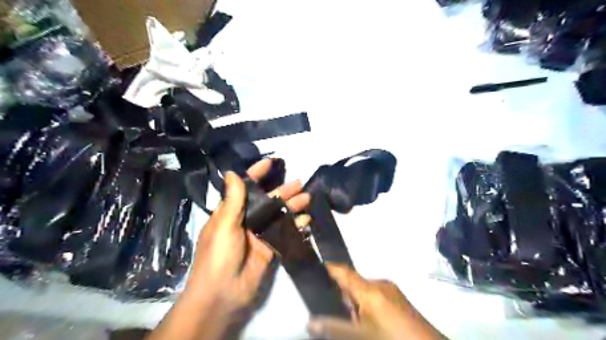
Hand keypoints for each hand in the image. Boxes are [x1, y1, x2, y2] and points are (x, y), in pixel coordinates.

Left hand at [186, 159, 309, 316]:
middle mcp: (247, 221)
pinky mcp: (271, 248)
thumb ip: (233, 200)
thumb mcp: (223, 224)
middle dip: (282, 191)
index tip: (270, 162)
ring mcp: (260, 235)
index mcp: (231, 213)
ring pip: (279, 215)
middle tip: (299, 182)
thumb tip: (231, 173)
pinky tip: (305, 219)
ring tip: (307, 197)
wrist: (223, 293)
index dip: (256, 174)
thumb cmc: (218, 255)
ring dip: (292, 206)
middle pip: (267, 201)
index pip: (245, 188)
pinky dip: (295, 225)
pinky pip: (285, 233)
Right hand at [309, 265, 445, 339]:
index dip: (329, 268)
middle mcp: (381, 284)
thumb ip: (334, 327)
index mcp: (370, 289)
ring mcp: (392, 292)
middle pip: (353, 283)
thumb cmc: (391, 339)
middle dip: (342, 295)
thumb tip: (310, 321)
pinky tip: (369, 324)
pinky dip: (367, 306)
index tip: (315, 269)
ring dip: (355, 303)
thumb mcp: (360, 336)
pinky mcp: (400, 300)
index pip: (344, 271)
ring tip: (352, 323)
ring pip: (365, 291)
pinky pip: (376, 297)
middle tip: (333, 311)